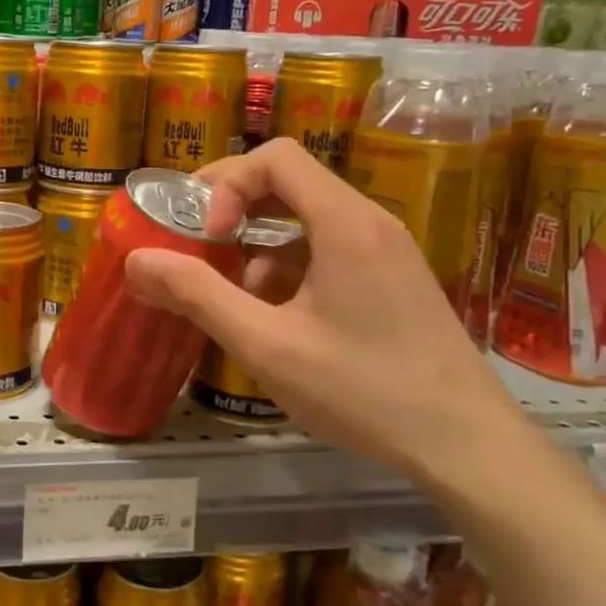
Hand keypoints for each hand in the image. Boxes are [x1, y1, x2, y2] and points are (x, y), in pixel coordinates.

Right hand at [123, 137, 534, 485]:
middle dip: (234, 210)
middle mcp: (369, 222)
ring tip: (235, 301)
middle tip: (198, 248)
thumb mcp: (266, 345)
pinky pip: (329, 250)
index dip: (227, 184)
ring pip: (306, 220)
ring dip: (259, 247)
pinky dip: (290, 270)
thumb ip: (198, 295)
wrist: (468, 448)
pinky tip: (278, 322)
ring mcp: (387, 251)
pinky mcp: (393, 280)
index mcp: (344, 222)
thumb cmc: (364, 391)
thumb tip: (137, 259)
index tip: (206, 235)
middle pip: (290, 181)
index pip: (276, 157)